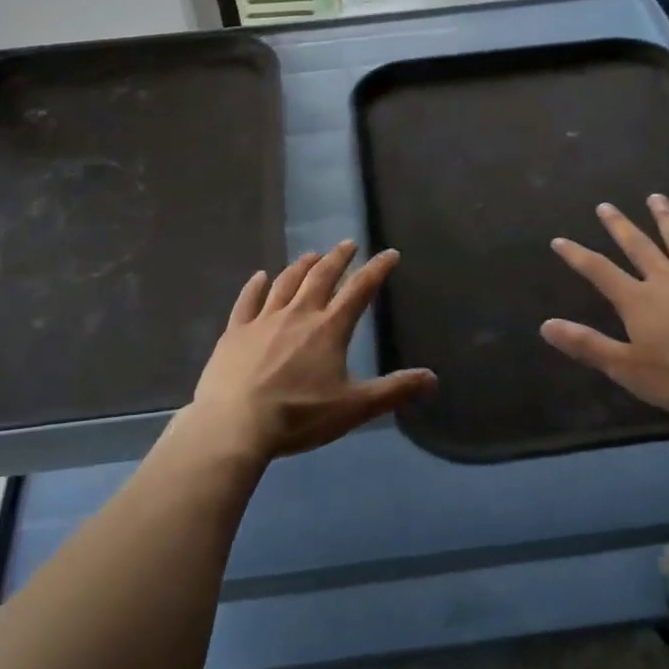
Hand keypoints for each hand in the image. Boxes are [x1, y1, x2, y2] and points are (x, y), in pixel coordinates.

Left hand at [188, 241, 436, 462]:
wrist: (235, 424)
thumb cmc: (299, 416)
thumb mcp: (353, 408)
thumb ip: (393, 391)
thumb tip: (432, 378)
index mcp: (329, 329)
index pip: (359, 290)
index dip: (377, 269)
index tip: (389, 253)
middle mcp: (298, 314)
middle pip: (321, 277)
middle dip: (338, 258)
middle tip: (348, 244)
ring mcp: (264, 319)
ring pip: (286, 283)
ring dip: (301, 266)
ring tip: (311, 255)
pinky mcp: (236, 331)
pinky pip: (247, 300)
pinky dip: (255, 286)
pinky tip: (260, 276)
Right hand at [540, 196, 668, 426]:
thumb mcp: (625, 367)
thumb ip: (586, 344)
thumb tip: (546, 325)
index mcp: (638, 300)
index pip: (599, 270)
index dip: (576, 255)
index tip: (559, 240)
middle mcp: (667, 280)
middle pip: (638, 246)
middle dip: (619, 226)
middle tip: (606, 206)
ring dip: (666, 219)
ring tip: (656, 198)